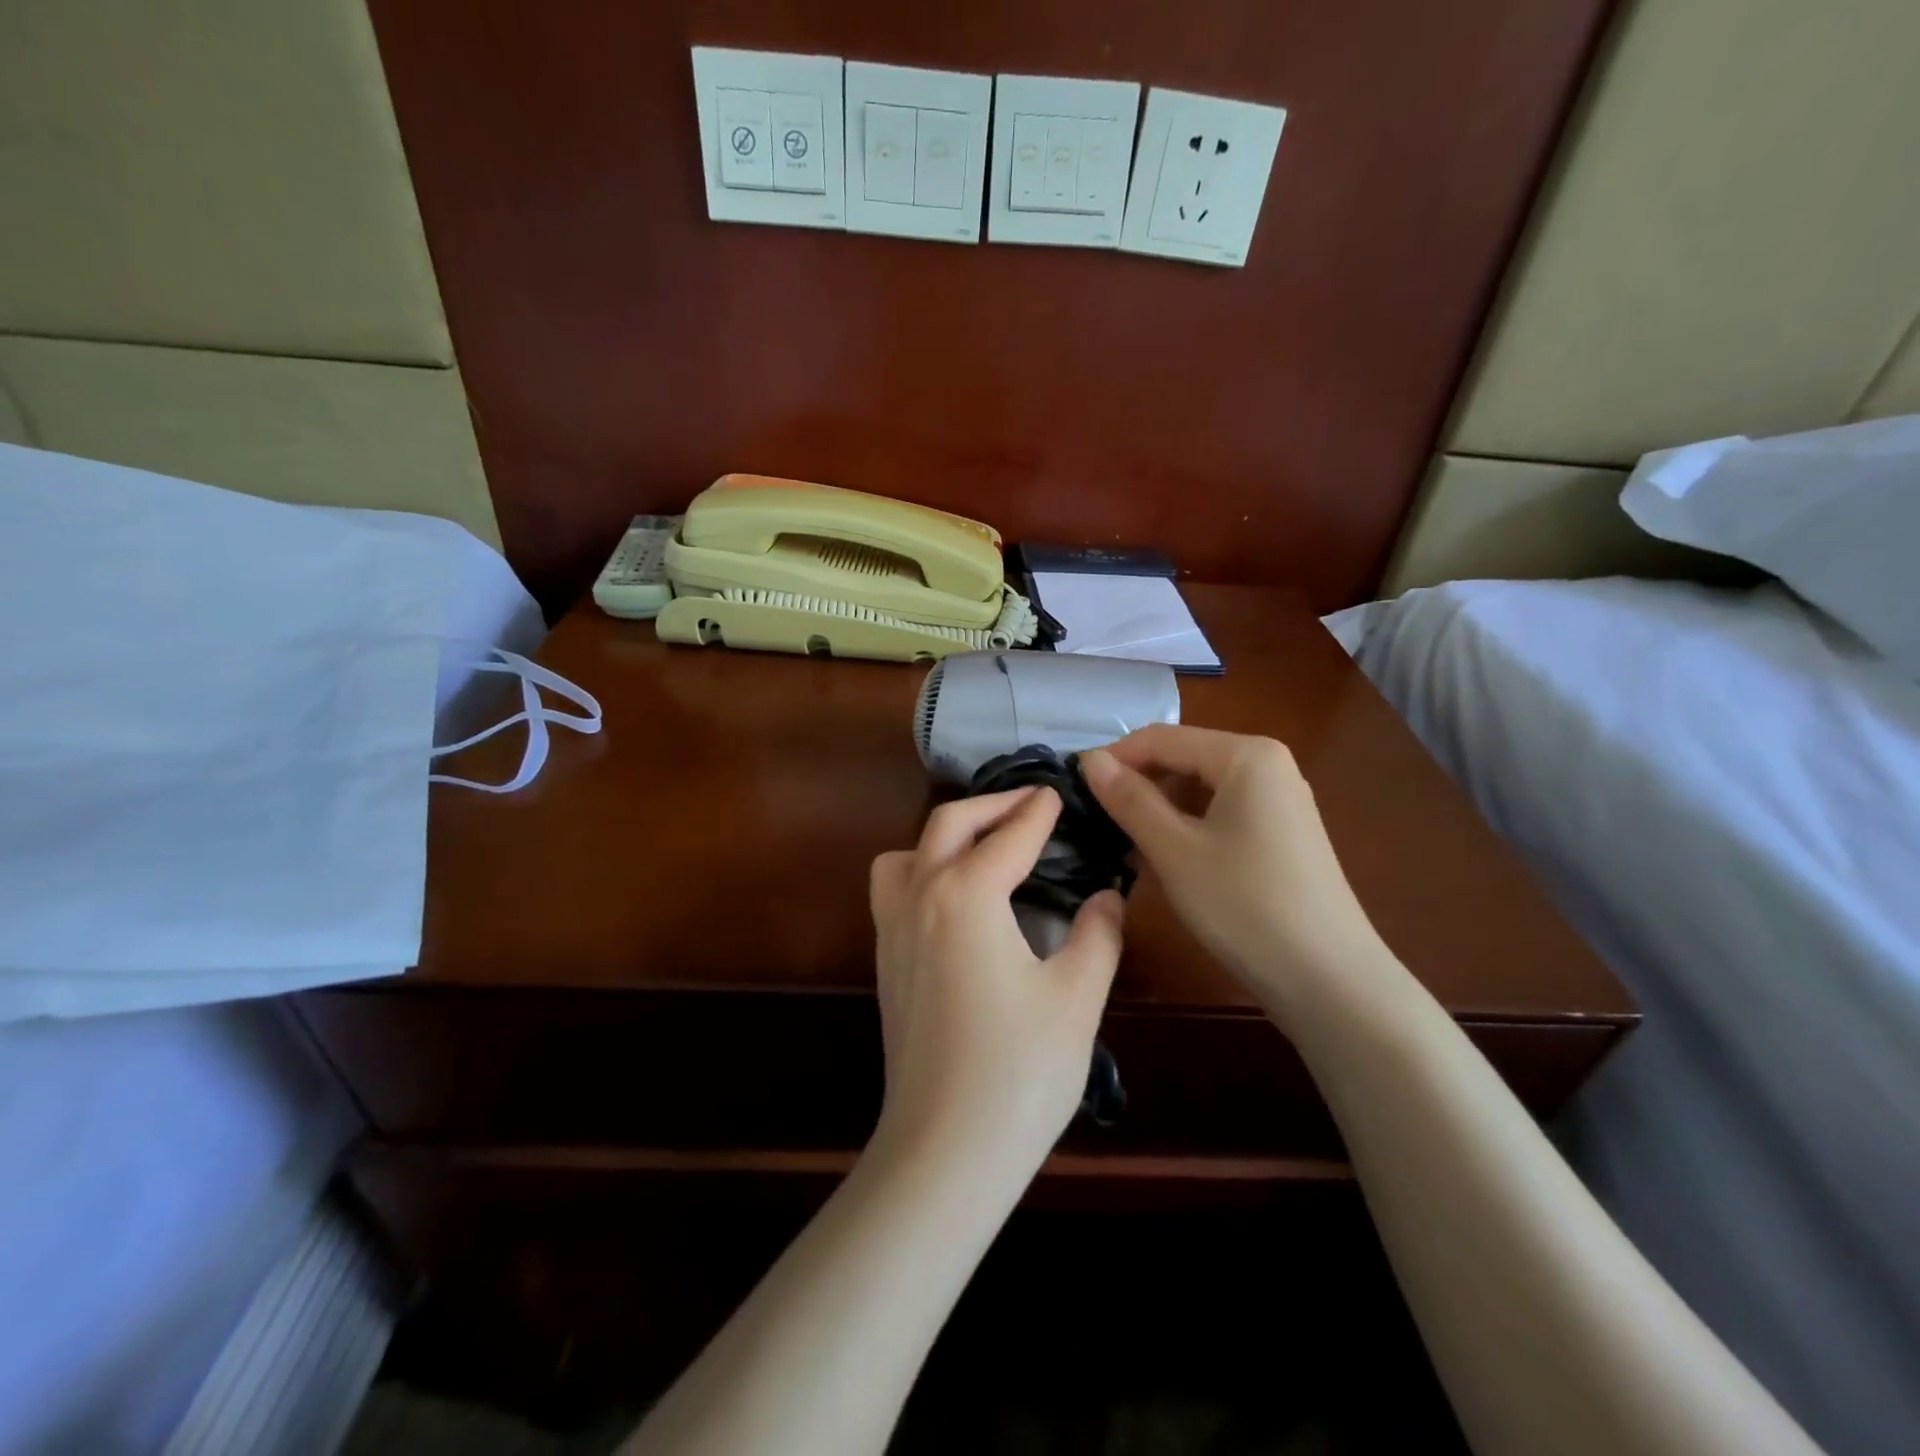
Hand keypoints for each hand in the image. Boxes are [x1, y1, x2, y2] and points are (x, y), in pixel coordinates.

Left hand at [868, 787, 1124, 1185]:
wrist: (945, 1148)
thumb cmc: (1020, 1070)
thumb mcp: (1077, 998)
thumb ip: (1097, 935)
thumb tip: (1106, 897)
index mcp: (968, 895)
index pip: (1010, 835)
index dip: (1039, 812)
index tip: (1058, 794)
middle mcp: (920, 896)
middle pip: (949, 824)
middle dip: (992, 804)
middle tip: (1030, 805)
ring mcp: (893, 928)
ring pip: (906, 852)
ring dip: (945, 836)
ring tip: (985, 848)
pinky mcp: (886, 960)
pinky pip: (894, 888)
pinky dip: (922, 869)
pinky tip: (958, 901)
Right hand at [1080, 726, 1386, 1019]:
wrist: (1329, 980)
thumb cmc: (1244, 905)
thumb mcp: (1174, 850)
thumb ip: (1129, 799)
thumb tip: (1089, 759)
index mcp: (1246, 755)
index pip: (1161, 738)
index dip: (1113, 759)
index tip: (1072, 790)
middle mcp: (1267, 764)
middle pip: (1183, 759)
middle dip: (1137, 786)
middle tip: (1096, 822)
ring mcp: (1279, 800)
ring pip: (1199, 788)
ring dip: (1159, 810)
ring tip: (1125, 846)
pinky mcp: (1281, 833)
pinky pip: (1220, 812)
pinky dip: (1187, 828)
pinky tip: (1165, 860)